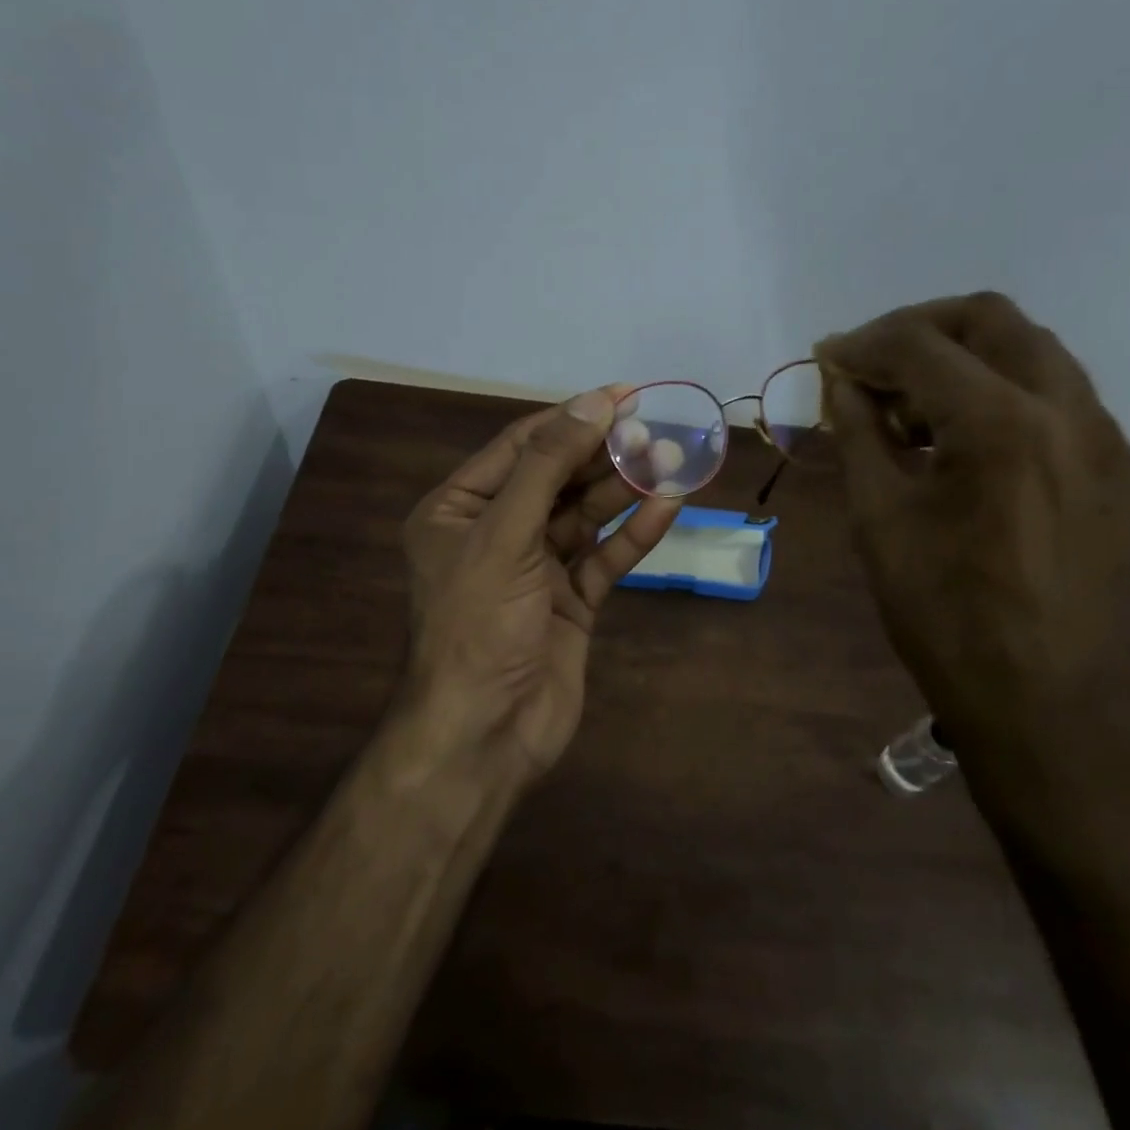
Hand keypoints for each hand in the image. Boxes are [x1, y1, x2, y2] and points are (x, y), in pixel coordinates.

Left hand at [400, 386, 683, 782]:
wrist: (485, 734)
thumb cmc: (478, 625)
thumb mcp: (503, 536)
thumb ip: (546, 468)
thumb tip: (590, 405)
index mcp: (458, 510)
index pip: (521, 448)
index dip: (571, 419)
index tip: (623, 396)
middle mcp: (495, 533)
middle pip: (558, 479)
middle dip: (604, 455)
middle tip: (656, 431)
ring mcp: (535, 570)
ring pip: (585, 516)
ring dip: (625, 490)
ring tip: (671, 461)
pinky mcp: (569, 602)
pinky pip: (604, 557)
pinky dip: (633, 534)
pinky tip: (667, 506)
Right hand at [814, 293, 1129, 742]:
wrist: (1040, 695)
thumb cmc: (942, 613)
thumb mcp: (879, 517)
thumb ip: (858, 432)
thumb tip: (839, 380)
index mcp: (1000, 424)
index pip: (920, 345)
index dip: (863, 344)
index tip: (825, 358)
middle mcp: (1066, 408)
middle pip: (989, 317)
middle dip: (918, 329)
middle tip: (870, 365)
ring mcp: (1101, 434)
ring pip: (1029, 347)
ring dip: (962, 355)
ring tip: (912, 405)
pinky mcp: (1113, 463)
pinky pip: (1055, 391)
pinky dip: (999, 388)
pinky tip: (962, 436)